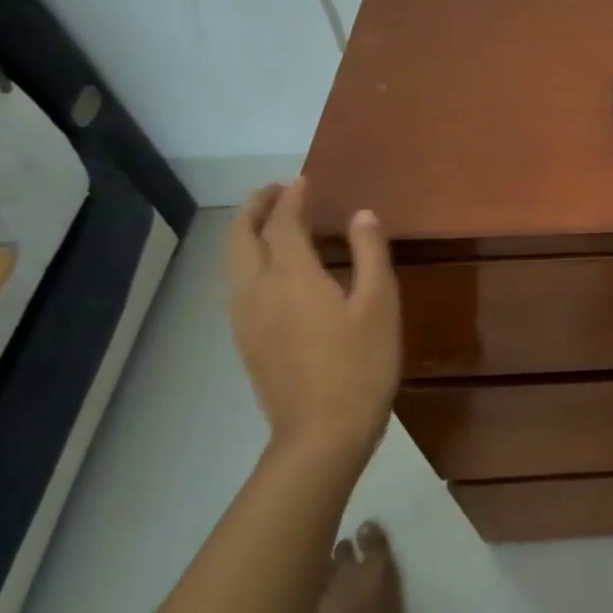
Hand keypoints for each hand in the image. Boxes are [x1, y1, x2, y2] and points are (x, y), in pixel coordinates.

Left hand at [227, 178, 399, 464]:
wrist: (321, 432)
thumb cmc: (361, 363)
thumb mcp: (380, 303)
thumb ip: (370, 253)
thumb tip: (361, 214)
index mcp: (292, 275)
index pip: (284, 222)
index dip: (293, 197)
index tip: (305, 180)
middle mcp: (257, 289)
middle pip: (241, 236)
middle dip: (255, 207)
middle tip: (278, 190)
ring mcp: (245, 317)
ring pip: (233, 261)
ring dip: (246, 232)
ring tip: (272, 221)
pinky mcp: (246, 339)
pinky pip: (238, 284)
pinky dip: (248, 259)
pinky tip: (271, 270)